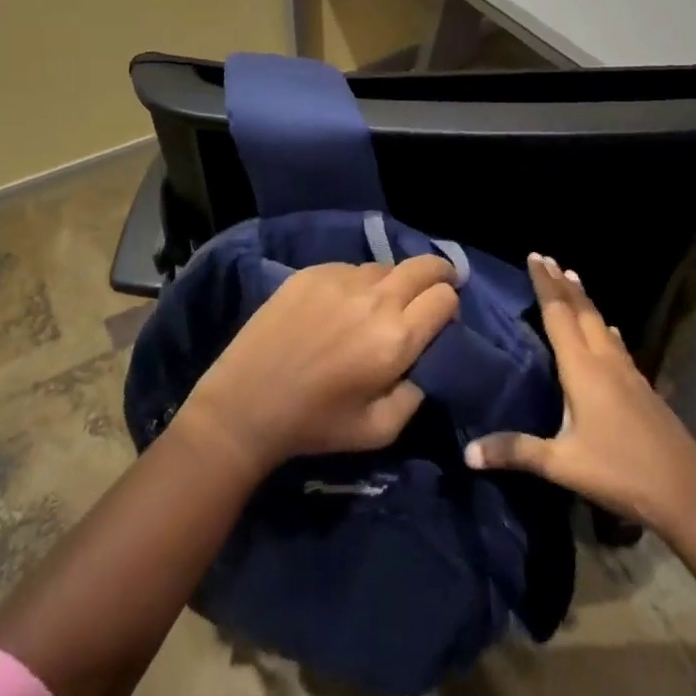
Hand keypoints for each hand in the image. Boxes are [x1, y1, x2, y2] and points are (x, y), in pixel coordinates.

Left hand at [180, 255, 459, 476]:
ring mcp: (341, 279)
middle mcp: (375, 299)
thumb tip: (424, 362)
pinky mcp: (312, 272)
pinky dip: (357, 282)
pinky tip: (341, 306)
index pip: (444, 297)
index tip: (440, 321)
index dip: (449, 307)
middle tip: (435, 289)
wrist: (246, 404)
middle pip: (424, 265)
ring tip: (378, 305)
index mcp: (396, 338)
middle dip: (439, 274)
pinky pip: (350, 267)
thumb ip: (415, 394)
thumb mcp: (380, 430)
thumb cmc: (316, 424)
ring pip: (385, 266)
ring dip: (393, 282)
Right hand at [465, 254, 695, 531]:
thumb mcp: (562, 465)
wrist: (687, 494)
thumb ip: (516, 451)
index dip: (545, 285)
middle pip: (581, 311)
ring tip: (573, 281)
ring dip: (584, 301)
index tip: (534, 256)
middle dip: (562, 284)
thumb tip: (468, 451)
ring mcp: (628, 372)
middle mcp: (605, 361)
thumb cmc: (619, 473)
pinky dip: (604, 328)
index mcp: (582, 369)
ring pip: (601, 323)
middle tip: (547, 259)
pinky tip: (609, 332)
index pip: (558, 315)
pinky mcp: (642, 387)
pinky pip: (616, 344)